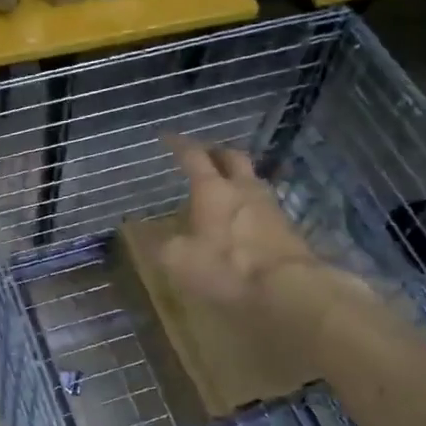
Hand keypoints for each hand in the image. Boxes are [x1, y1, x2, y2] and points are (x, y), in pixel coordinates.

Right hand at [159, 134, 320, 306]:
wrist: (290, 289)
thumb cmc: (227, 268)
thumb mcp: (178, 260)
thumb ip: (156, 242)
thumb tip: (136, 227)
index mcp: (212, 189)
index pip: (193, 156)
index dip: (178, 144)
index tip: (167, 137)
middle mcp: (243, 189)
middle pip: (231, 157)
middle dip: (215, 152)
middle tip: (202, 155)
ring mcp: (270, 206)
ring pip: (251, 179)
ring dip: (236, 177)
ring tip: (223, 186)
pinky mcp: (287, 228)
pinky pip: (264, 204)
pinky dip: (249, 203)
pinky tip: (243, 217)